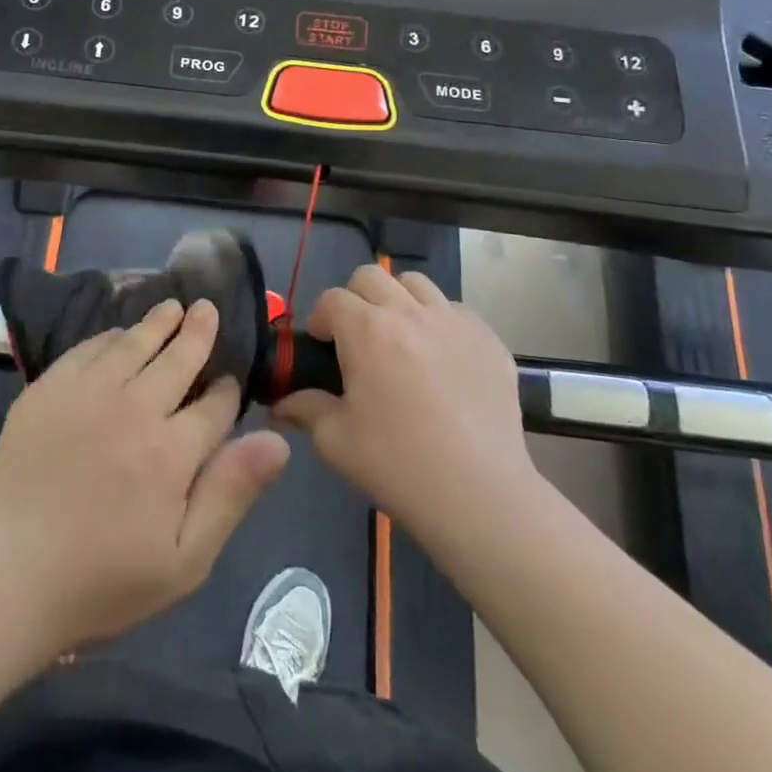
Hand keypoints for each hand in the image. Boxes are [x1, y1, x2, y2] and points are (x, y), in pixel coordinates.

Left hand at [0, 300, 290, 657]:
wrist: (5, 575)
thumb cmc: (101, 580)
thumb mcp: (184, 560)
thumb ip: (230, 493)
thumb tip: (278, 441)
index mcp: (171, 450)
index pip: (215, 405)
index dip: (228, 390)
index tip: (231, 383)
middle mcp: (133, 407)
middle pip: (177, 358)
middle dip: (198, 333)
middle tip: (207, 309)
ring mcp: (87, 391)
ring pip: (134, 343)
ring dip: (158, 322)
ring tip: (173, 306)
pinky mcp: (48, 388)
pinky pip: (88, 348)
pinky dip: (111, 336)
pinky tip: (119, 334)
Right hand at [276, 265, 540, 543]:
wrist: (479, 494)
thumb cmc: (397, 464)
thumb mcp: (335, 440)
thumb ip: (305, 409)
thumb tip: (282, 401)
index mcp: (367, 330)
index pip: (332, 298)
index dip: (320, 319)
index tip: (320, 345)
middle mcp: (410, 313)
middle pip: (372, 276)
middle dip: (355, 299)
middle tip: (356, 337)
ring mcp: (454, 322)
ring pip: (416, 284)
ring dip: (398, 301)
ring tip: (400, 339)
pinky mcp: (489, 340)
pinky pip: (456, 311)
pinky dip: (439, 322)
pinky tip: (441, 360)